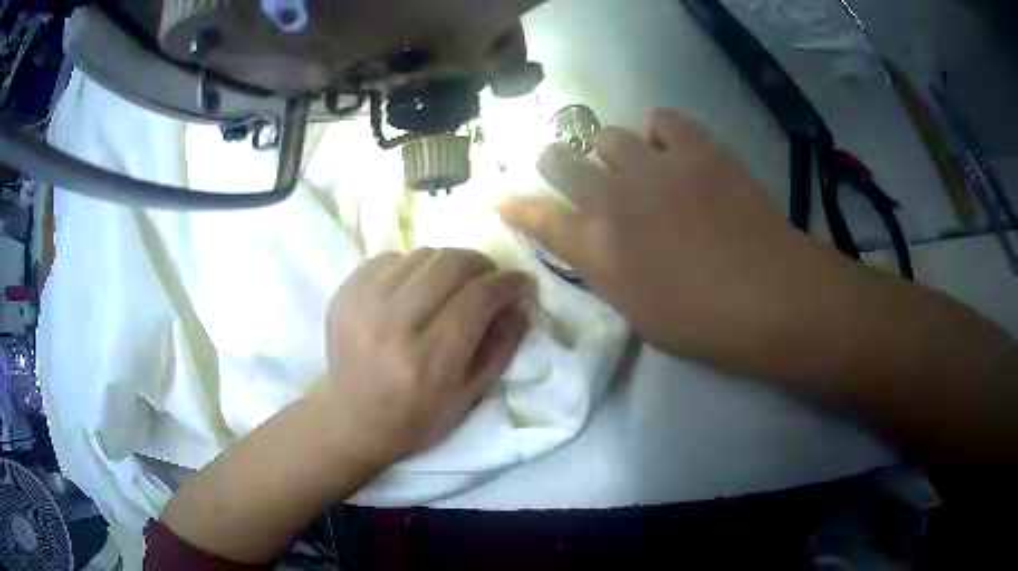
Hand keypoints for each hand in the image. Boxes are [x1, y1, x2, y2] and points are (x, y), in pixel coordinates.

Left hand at [320, 248, 531, 470]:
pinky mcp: (345, 292)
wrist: (352, 419)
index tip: (520, 281)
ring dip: (447, 265)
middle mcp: (394, 324)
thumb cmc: (416, 418)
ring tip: (451, 286)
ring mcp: (363, 303)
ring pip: (423, 254)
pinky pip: (391, 258)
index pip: (479, 296)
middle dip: (481, 264)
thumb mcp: (470, 396)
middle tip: (488, 279)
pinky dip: (412, 267)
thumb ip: (502, 346)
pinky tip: (414, 290)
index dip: (507, 282)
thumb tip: (522, 302)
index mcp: (430, 358)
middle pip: (451, 263)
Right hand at [498, 110, 854, 374]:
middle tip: (573, 170)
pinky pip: (661, 118)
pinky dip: (660, 132)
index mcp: (600, 252)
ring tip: (638, 165)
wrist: (773, 297)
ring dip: (613, 150)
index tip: (502, 197)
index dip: (517, 207)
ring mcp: (655, 168)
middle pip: (561, 161)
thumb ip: (612, 273)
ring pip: (608, 134)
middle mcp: (615, 201)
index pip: (539, 220)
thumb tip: (599, 246)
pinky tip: (673, 150)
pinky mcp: (696, 149)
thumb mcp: (641, 315)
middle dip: (557, 163)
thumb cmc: (706, 325)